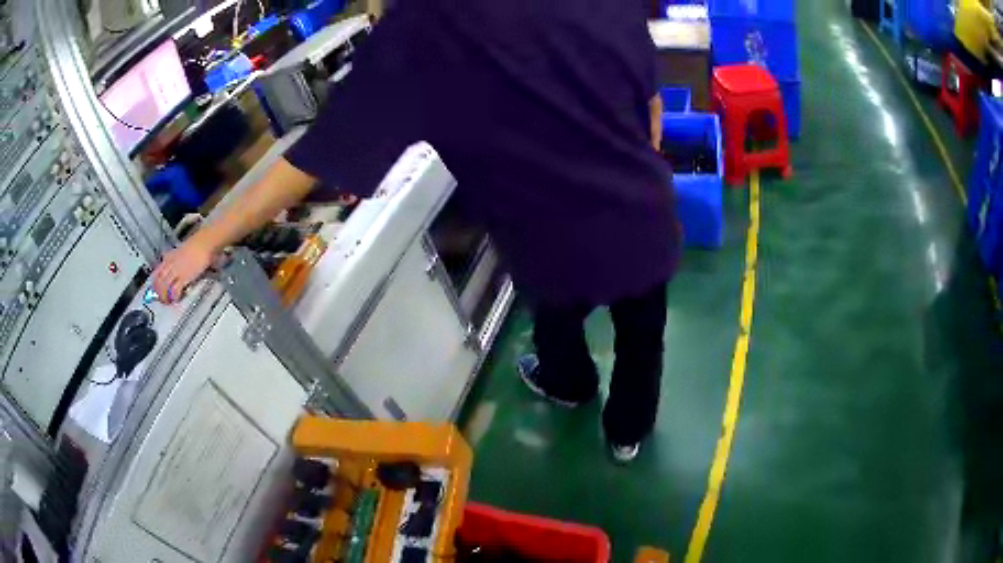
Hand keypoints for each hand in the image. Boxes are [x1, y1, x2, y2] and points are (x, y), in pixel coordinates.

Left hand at [152, 235, 216, 303]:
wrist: (204, 243)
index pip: (157, 272)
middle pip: (159, 280)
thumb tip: (167, 258)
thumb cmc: (196, 246)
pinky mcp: (184, 277)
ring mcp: (177, 271)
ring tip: (167, 301)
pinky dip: (174, 295)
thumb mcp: (180, 248)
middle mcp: (171, 264)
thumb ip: (172, 255)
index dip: (155, 282)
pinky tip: (176, 298)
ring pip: (165, 286)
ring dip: (164, 295)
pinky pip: (175, 289)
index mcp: (169, 258)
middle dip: (158, 291)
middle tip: (160, 298)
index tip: (155, 289)